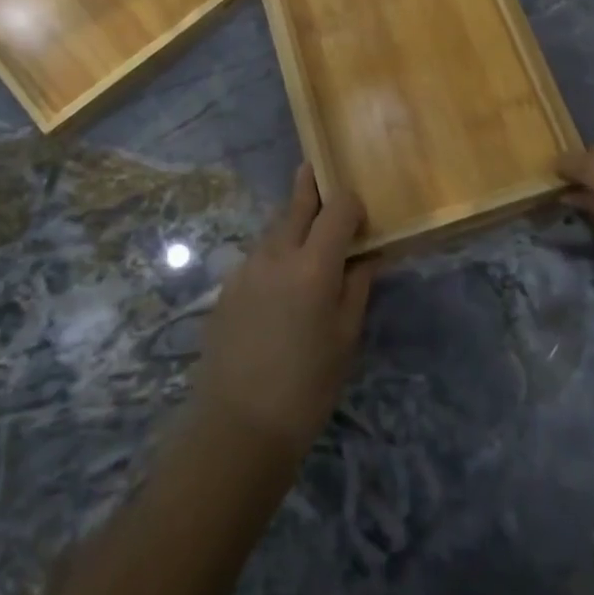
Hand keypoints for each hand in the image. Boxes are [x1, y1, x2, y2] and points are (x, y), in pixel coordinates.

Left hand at [191, 165, 373, 459]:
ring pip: (273, 228)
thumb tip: (367, 257)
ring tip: (303, 224)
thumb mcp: (345, 338)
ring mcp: (246, 269)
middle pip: (296, 205)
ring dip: (291, 220)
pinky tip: (279, 276)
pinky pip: (257, 255)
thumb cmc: (307, 386)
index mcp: (313, 265)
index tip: (360, 215)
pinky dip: (273, 251)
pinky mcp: (227, 288)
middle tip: (315, 167)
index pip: (337, 209)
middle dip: (310, 185)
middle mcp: (277, 254)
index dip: (351, 203)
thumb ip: (356, 288)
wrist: (238, 426)